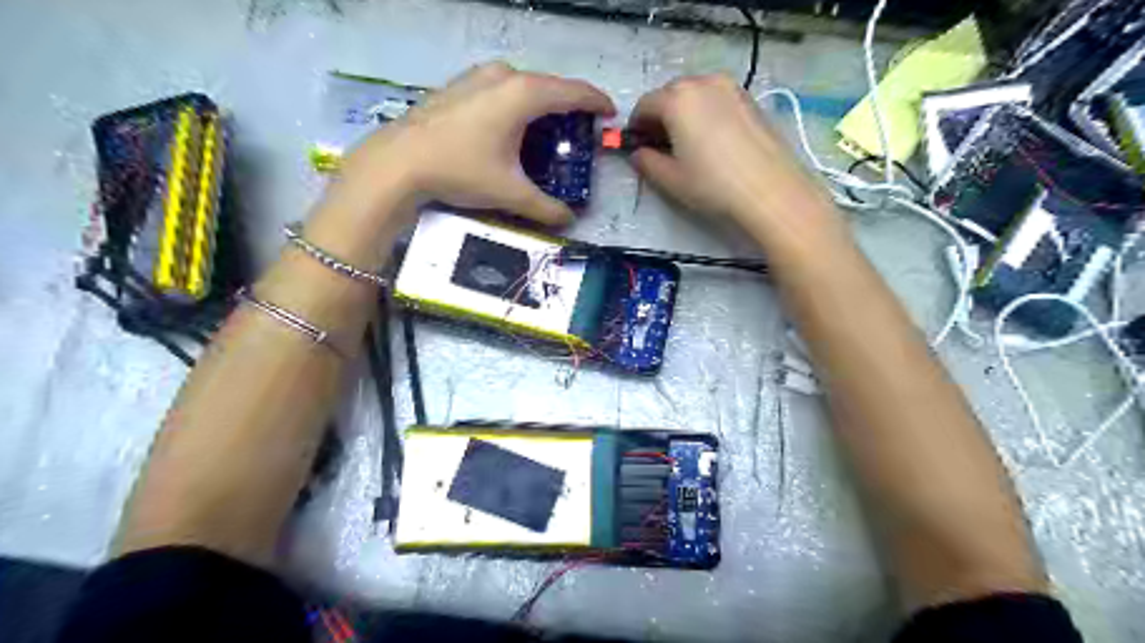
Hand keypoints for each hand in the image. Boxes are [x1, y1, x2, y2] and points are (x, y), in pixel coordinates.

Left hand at [333, 61, 611, 225]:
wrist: (399, 161)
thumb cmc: (461, 170)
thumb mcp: (509, 192)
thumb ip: (545, 208)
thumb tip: (569, 221)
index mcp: (524, 94)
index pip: (574, 92)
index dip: (597, 103)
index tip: (610, 116)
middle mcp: (505, 76)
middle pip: (550, 87)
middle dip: (570, 107)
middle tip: (579, 134)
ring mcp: (479, 76)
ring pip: (525, 86)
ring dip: (542, 105)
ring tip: (548, 132)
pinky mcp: (461, 84)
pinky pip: (502, 89)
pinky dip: (517, 105)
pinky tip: (511, 129)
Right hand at [626, 73, 838, 248]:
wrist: (769, 190)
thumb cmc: (712, 184)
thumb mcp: (670, 179)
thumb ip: (646, 162)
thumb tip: (638, 154)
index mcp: (677, 99)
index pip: (645, 104)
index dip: (636, 125)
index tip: (637, 145)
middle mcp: (703, 83)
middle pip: (670, 93)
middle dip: (660, 116)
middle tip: (661, 145)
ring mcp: (730, 87)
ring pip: (695, 93)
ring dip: (683, 112)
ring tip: (687, 143)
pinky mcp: (750, 98)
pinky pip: (716, 99)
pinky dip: (706, 112)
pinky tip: (712, 140)